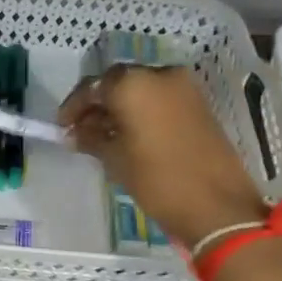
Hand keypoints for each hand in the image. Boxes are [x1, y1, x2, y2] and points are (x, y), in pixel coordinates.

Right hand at [59, 65, 266, 246]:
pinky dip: (143, 111)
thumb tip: (75, 132)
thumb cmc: (158, 180)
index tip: (63, 127)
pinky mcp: (200, 104)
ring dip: (121, 108)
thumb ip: (91, 138)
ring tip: (105, 136)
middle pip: (118, 83)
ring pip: (141, 90)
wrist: (218, 206)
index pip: (92, 87)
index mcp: (133, 84)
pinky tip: (131, 135)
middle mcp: (159, 74)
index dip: (74, 107)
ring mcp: (184, 88)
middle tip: (82, 130)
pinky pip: (161, 99)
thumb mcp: (115, 159)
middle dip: (98, 104)